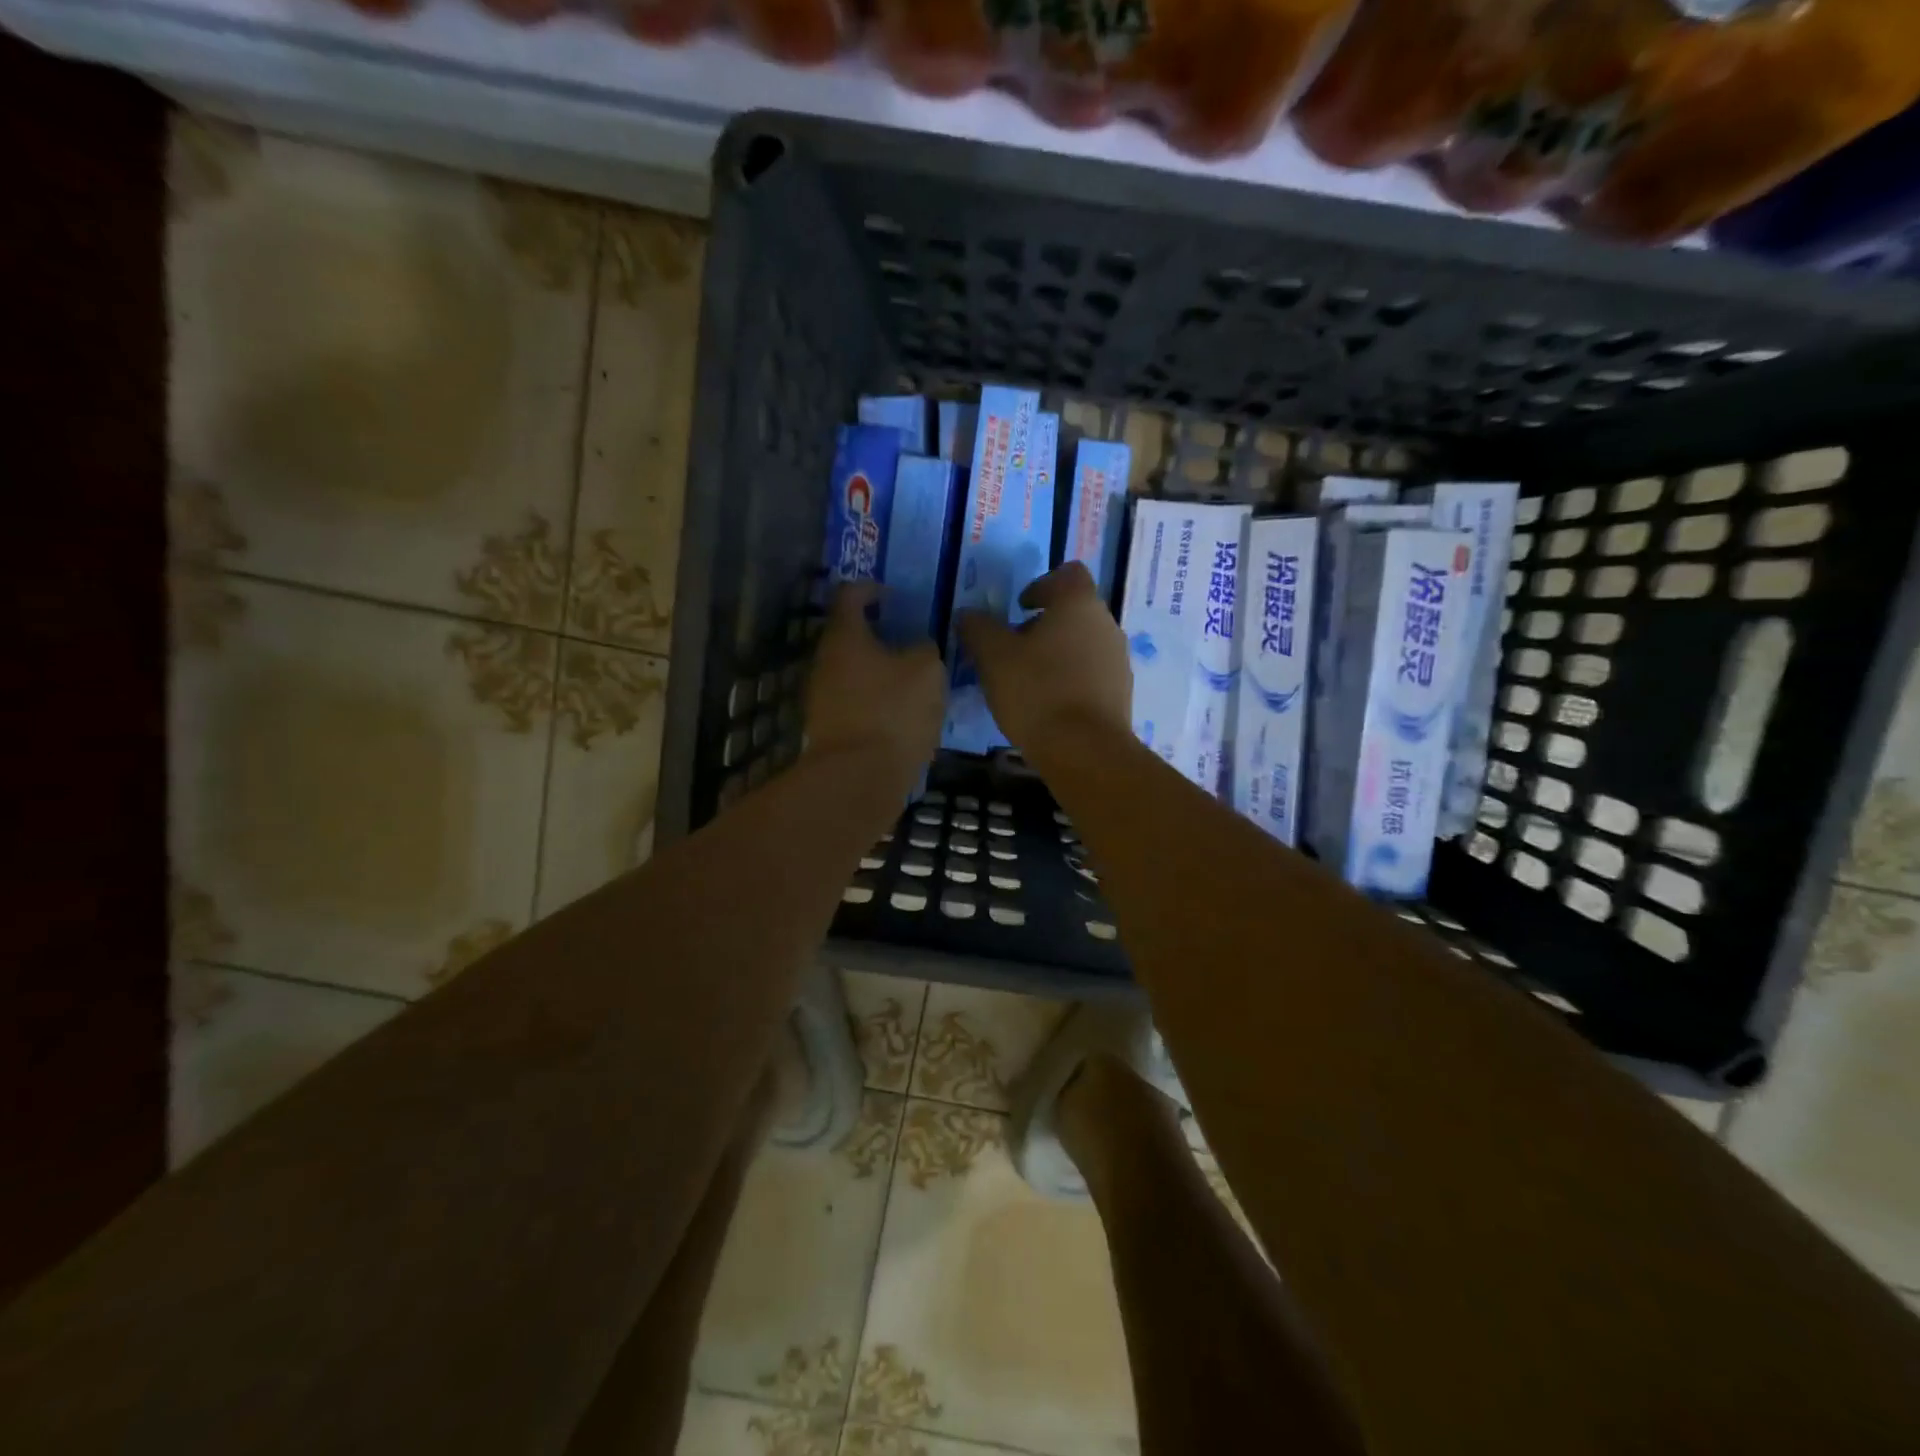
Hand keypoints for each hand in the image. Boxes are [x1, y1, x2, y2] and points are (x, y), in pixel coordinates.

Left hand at [805, 582, 945, 787]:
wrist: (859, 778)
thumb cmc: (893, 712)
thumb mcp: (927, 670)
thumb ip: (925, 648)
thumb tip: (918, 648)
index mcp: (845, 636)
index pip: (850, 594)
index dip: (872, 588)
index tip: (894, 596)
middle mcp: (825, 662)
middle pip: (850, 636)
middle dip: (880, 635)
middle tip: (912, 641)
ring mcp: (822, 698)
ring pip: (853, 672)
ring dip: (880, 671)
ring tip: (914, 681)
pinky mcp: (829, 729)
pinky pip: (856, 702)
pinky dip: (877, 700)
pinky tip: (903, 714)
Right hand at [957, 562, 1131, 752]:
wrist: (1085, 751)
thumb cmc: (1037, 691)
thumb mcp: (993, 657)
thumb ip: (978, 628)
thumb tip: (967, 614)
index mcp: (1079, 604)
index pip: (1068, 573)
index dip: (1042, 584)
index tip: (1020, 607)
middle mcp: (1106, 624)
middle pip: (1075, 611)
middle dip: (1044, 625)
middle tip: (1014, 648)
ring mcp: (1118, 660)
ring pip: (1084, 643)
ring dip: (1057, 653)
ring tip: (1028, 681)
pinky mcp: (1121, 693)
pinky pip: (1092, 674)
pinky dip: (1071, 679)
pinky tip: (1048, 704)